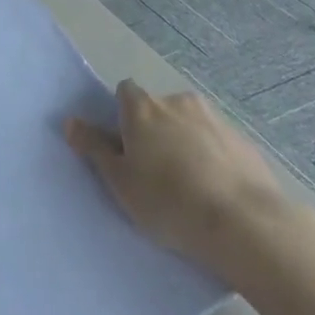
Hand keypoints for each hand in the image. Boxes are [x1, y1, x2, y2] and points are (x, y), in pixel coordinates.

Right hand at [65, 81, 292, 279]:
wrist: (244, 223)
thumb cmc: (168, 201)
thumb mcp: (120, 181)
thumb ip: (95, 148)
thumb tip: (71, 121)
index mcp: (144, 108)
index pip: (126, 92)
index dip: (122, 115)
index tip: (124, 145)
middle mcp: (179, 102)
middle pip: (158, 109)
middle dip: (155, 131)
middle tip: (153, 172)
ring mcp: (215, 118)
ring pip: (189, 124)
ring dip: (184, 143)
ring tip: (188, 186)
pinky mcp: (243, 140)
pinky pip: (216, 142)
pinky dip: (211, 157)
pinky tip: (215, 191)